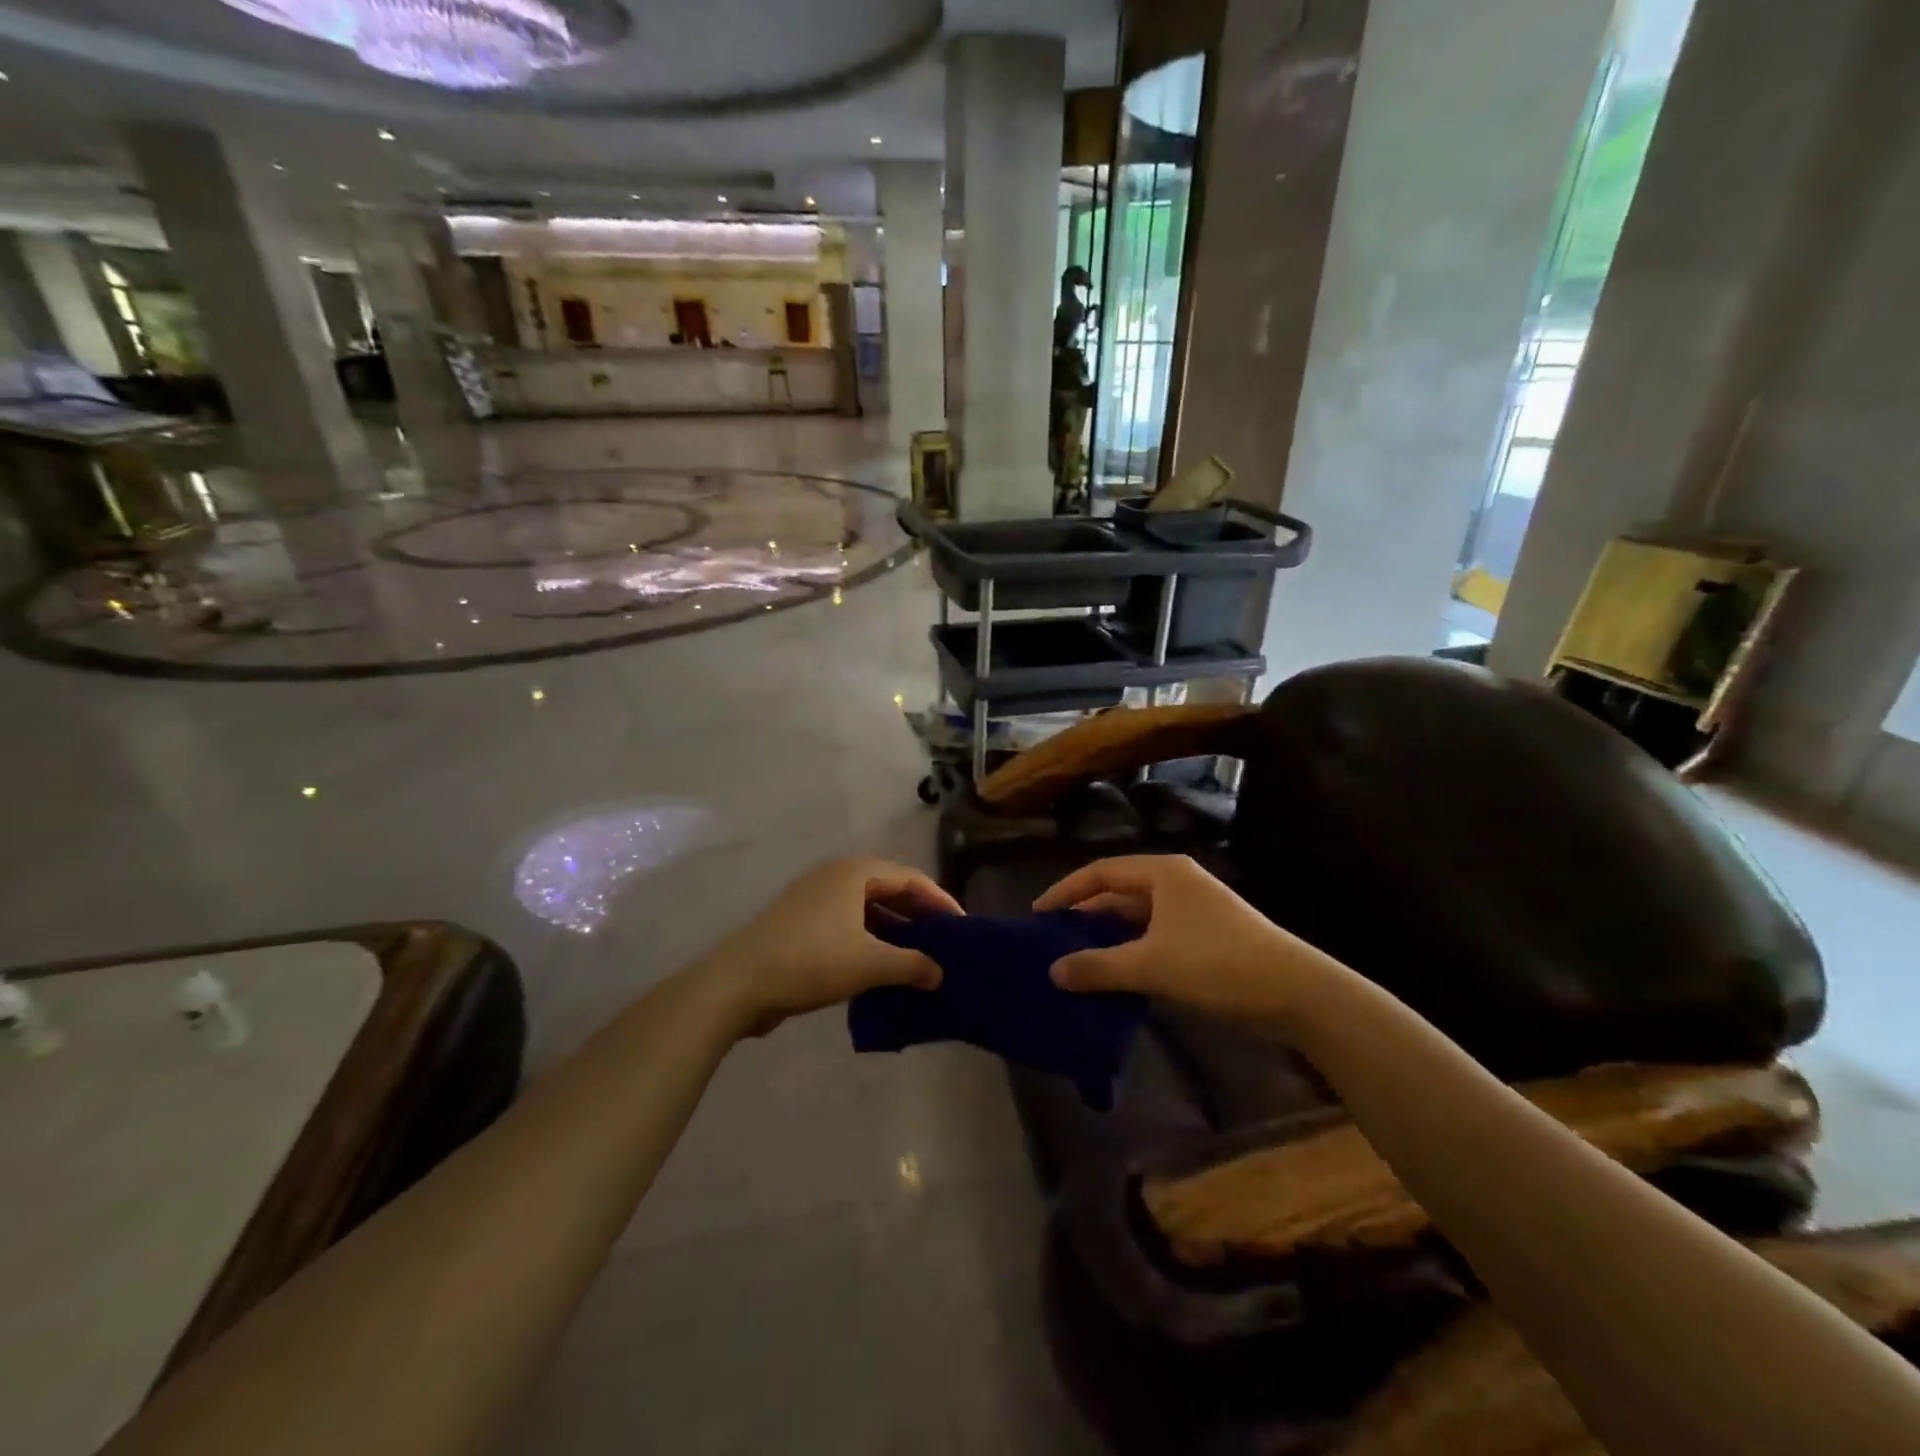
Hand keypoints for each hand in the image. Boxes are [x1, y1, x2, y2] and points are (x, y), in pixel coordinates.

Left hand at [699, 857, 959, 1036]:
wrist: (738, 983)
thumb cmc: (811, 961)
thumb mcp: (870, 963)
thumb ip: (911, 965)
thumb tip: (940, 973)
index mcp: (855, 872)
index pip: (911, 879)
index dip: (940, 902)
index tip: (963, 928)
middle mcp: (835, 876)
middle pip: (889, 889)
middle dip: (918, 916)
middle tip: (944, 943)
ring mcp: (814, 899)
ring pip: (867, 909)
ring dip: (893, 930)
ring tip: (918, 957)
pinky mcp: (800, 923)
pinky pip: (847, 924)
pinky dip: (869, 940)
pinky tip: (881, 968)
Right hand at [1034, 854, 1332, 1022]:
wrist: (1296, 991)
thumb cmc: (1217, 964)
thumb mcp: (1150, 965)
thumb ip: (1098, 966)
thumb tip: (1053, 971)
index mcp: (1162, 873)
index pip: (1100, 872)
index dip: (1066, 891)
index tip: (1038, 914)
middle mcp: (1176, 882)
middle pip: (1118, 892)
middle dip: (1085, 915)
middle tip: (1052, 939)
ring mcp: (1194, 909)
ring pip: (1138, 917)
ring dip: (1108, 936)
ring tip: (1076, 958)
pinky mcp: (1207, 935)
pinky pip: (1155, 935)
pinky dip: (1132, 950)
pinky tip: (1116, 975)